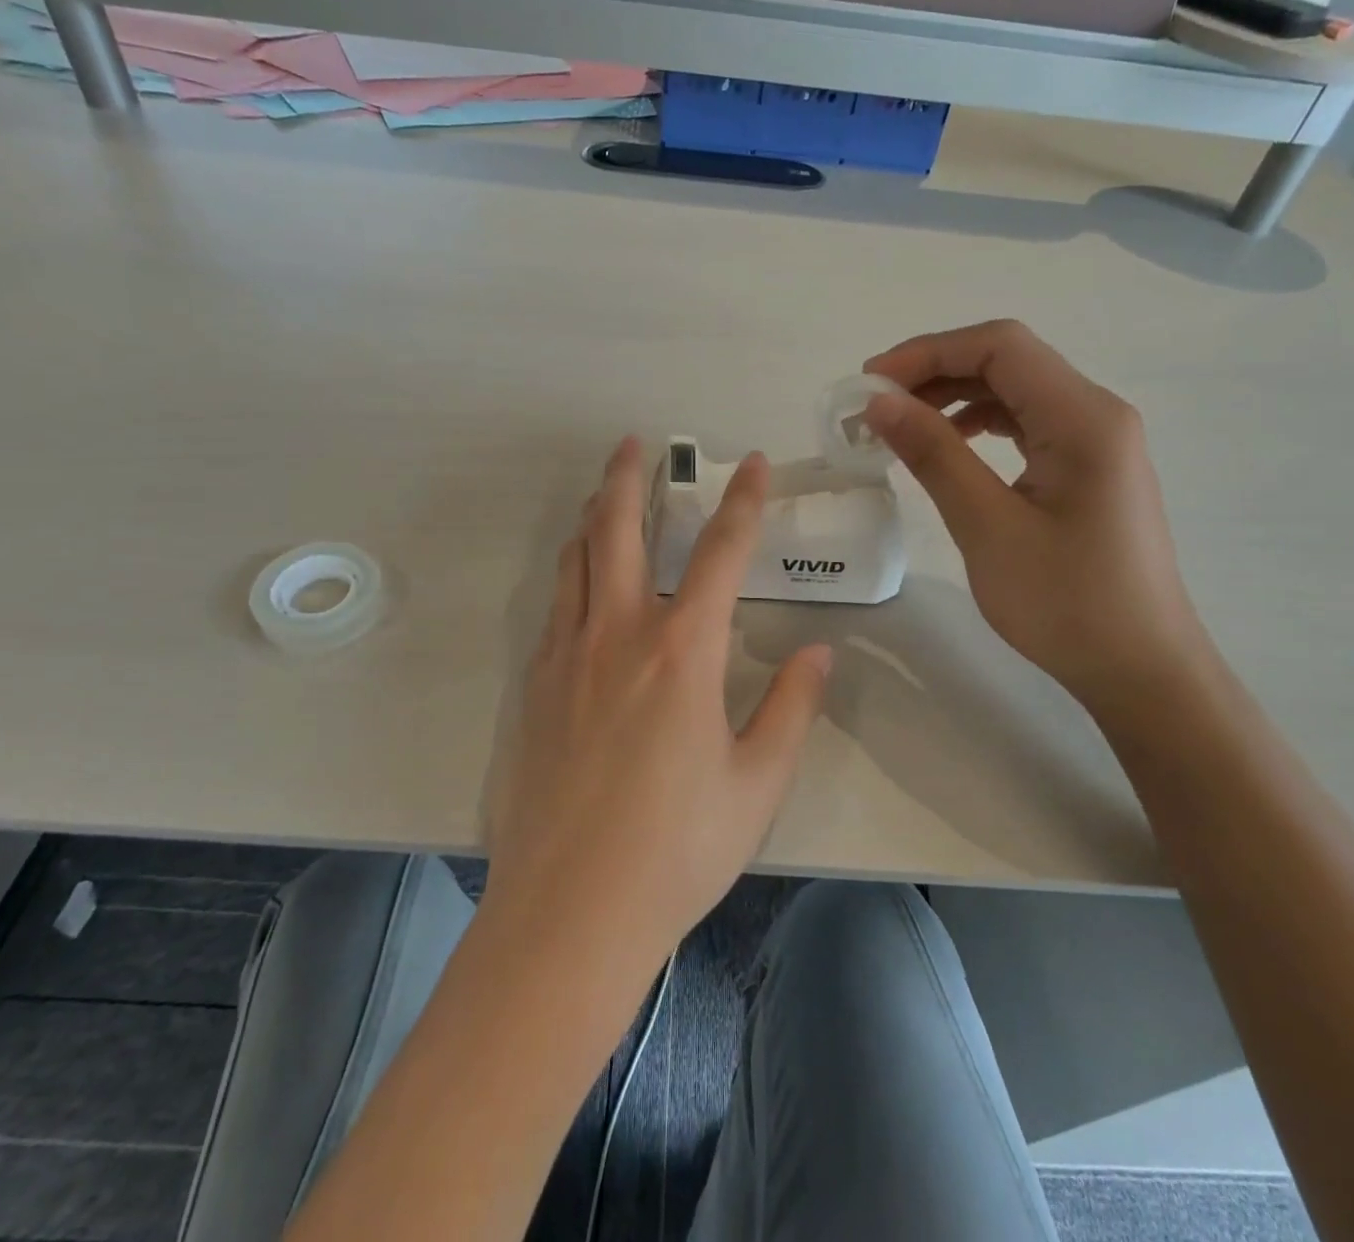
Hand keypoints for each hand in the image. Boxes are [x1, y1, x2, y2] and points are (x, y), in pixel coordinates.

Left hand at [484, 437, 830, 968]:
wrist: (570, 910)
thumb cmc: (676, 849)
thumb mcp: (756, 783)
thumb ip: (790, 708)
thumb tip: (819, 653)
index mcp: (682, 651)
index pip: (720, 552)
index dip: (744, 501)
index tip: (754, 463)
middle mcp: (618, 635)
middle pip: (618, 529)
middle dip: (630, 478)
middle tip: (637, 443)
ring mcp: (566, 656)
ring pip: (575, 560)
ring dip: (592, 517)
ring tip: (603, 494)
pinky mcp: (534, 686)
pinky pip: (555, 606)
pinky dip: (571, 573)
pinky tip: (580, 581)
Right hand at [863, 320, 1207, 706]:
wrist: (1139, 668)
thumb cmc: (1065, 602)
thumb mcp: (987, 526)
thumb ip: (934, 455)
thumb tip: (880, 402)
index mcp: (1082, 417)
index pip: (1000, 347)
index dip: (927, 352)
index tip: (870, 384)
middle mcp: (1096, 413)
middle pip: (1008, 361)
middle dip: (935, 372)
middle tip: (875, 408)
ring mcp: (1097, 440)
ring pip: (1015, 391)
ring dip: (954, 397)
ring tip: (900, 427)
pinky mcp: (1088, 468)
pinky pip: (1027, 424)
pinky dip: (979, 424)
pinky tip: (947, 447)